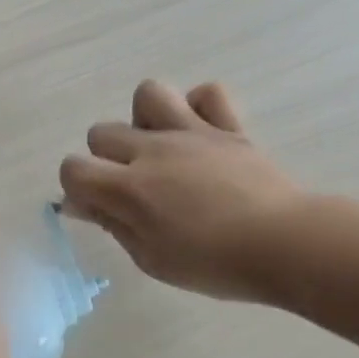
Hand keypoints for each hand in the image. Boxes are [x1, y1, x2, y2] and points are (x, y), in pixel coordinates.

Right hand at [59, 80, 301, 301]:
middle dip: (106, 159)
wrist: (285, 245)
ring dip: (145, 121)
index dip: (77, 188)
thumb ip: (112, 224)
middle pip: (102, 132)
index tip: (99, 209)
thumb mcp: (151, 259)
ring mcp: (192, 132)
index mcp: (129, 188)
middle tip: (134, 189)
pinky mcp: (228, 127)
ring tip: (162, 151)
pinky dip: (199, 108)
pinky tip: (201, 136)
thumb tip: (80, 203)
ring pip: (148, 94)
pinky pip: (208, 93)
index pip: (73, 169)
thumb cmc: (214, 264)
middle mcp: (153, 150)